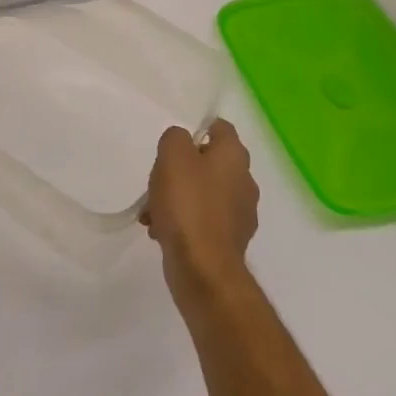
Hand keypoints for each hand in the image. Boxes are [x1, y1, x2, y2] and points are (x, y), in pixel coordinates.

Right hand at [140, 119, 258, 309]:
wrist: (203, 267)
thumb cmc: (188, 204)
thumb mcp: (173, 157)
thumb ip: (175, 138)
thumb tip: (181, 142)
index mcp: (234, 156)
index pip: (220, 128)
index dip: (198, 129)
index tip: (175, 142)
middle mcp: (244, 181)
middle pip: (209, 163)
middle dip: (180, 170)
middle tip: (158, 180)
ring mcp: (240, 213)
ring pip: (203, 194)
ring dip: (177, 198)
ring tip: (151, 212)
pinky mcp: (230, 240)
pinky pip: (203, 221)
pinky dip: (183, 222)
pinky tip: (160, 231)